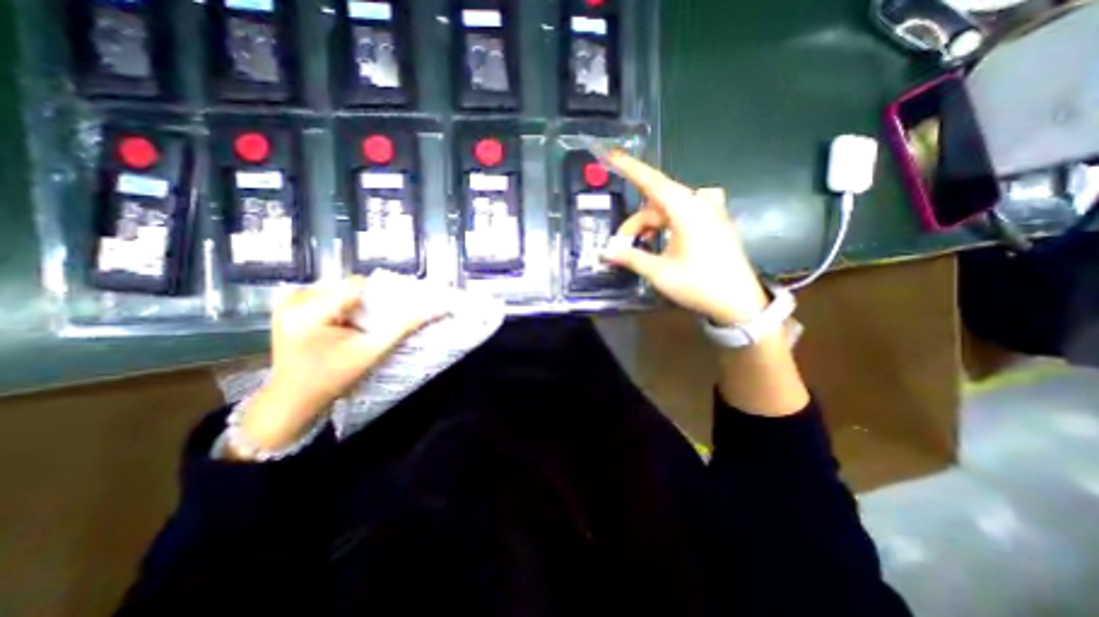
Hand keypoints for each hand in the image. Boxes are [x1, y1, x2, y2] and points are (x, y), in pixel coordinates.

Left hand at [238, 277, 441, 454]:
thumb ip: (402, 328)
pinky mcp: (289, 304)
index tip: (395, 310)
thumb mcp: (371, 353)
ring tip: (364, 324)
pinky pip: (330, 293)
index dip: (383, 295)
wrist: (292, 398)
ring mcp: (289, 299)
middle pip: (351, 285)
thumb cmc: (331, 378)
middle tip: (380, 321)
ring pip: (343, 288)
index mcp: (309, 310)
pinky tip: (348, 322)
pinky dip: (346, 304)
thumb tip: (432, 310)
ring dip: (359, 303)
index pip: (359, 285)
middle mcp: (295, 297)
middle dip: (370, 301)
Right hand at [598, 150, 765, 327]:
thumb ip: (631, 257)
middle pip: (657, 202)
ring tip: (640, 247)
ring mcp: (711, 213)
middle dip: (636, 222)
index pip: (653, 182)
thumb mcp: (660, 273)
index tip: (611, 155)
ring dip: (651, 226)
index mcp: (687, 211)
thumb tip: (607, 251)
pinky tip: (662, 241)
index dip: (630, 168)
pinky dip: (667, 225)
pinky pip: (684, 215)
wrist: (740, 303)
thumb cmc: (699, 285)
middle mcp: (700, 205)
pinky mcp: (715, 224)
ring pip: (669, 210)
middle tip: (621, 244)